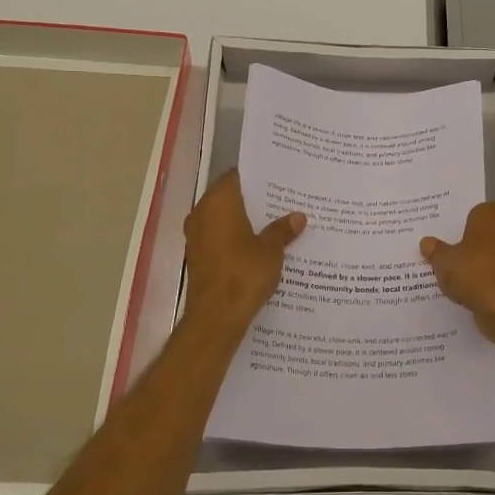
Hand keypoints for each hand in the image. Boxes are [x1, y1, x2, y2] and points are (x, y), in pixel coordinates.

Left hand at [182, 171, 305, 332]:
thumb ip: (282, 230)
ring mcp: (196, 237)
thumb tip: (298, 217)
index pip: (236, 177)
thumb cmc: (244, 274)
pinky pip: (219, 239)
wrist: (216, 317)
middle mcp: (201, 214)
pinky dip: (236, 240)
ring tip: (275, 224)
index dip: (257, 178)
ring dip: (245, 222)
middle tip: (283, 201)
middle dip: (254, 201)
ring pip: (223, 220)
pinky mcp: (198, 258)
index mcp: (218, 203)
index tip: (278, 180)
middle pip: (229, 198)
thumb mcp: (271, 250)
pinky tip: (259, 248)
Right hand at [420, 203, 494, 343]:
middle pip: (488, 231)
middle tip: (448, 247)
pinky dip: (485, 279)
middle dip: (471, 239)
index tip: (452, 227)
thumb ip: (435, 250)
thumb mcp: (444, 262)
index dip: (468, 217)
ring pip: (492, 253)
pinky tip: (466, 288)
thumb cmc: (474, 273)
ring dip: (478, 261)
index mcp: (490, 219)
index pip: (482, 208)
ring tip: (454, 270)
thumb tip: (426, 241)